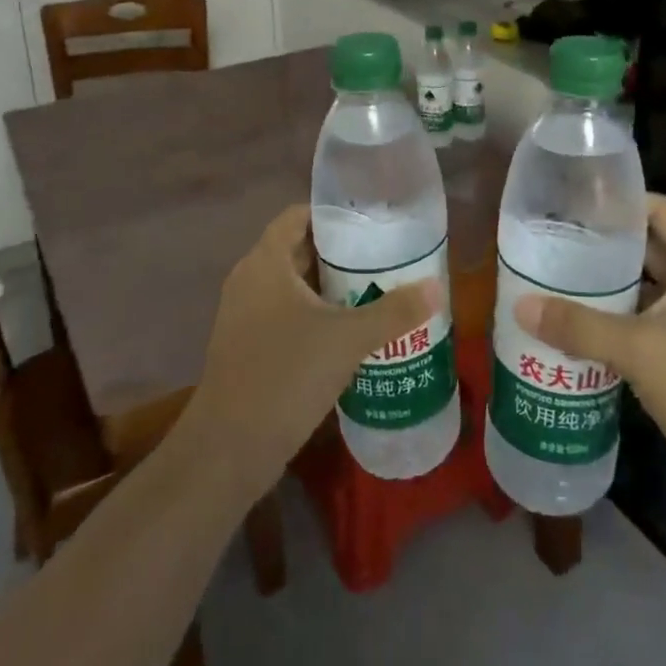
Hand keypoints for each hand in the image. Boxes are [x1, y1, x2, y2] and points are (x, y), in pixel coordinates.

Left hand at [187, 205, 443, 490]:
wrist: (228, 450)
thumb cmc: (286, 376)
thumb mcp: (348, 339)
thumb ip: (394, 311)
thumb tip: (437, 288)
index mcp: (266, 262)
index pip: (298, 216)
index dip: (333, 215)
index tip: (370, 223)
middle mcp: (249, 280)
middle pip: (298, 250)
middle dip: (339, 253)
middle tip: (383, 257)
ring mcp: (243, 315)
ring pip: (292, 286)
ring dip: (329, 287)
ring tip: (374, 291)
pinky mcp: (246, 346)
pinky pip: (284, 314)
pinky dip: (313, 315)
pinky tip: (347, 333)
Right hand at [515, 194, 665, 551]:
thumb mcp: (637, 350)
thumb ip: (577, 325)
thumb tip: (519, 306)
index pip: (662, 210)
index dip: (621, 203)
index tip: (575, 206)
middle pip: (656, 250)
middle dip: (609, 250)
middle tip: (558, 247)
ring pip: (657, 293)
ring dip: (616, 292)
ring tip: (563, 287)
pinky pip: (662, 328)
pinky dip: (629, 326)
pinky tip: (589, 336)